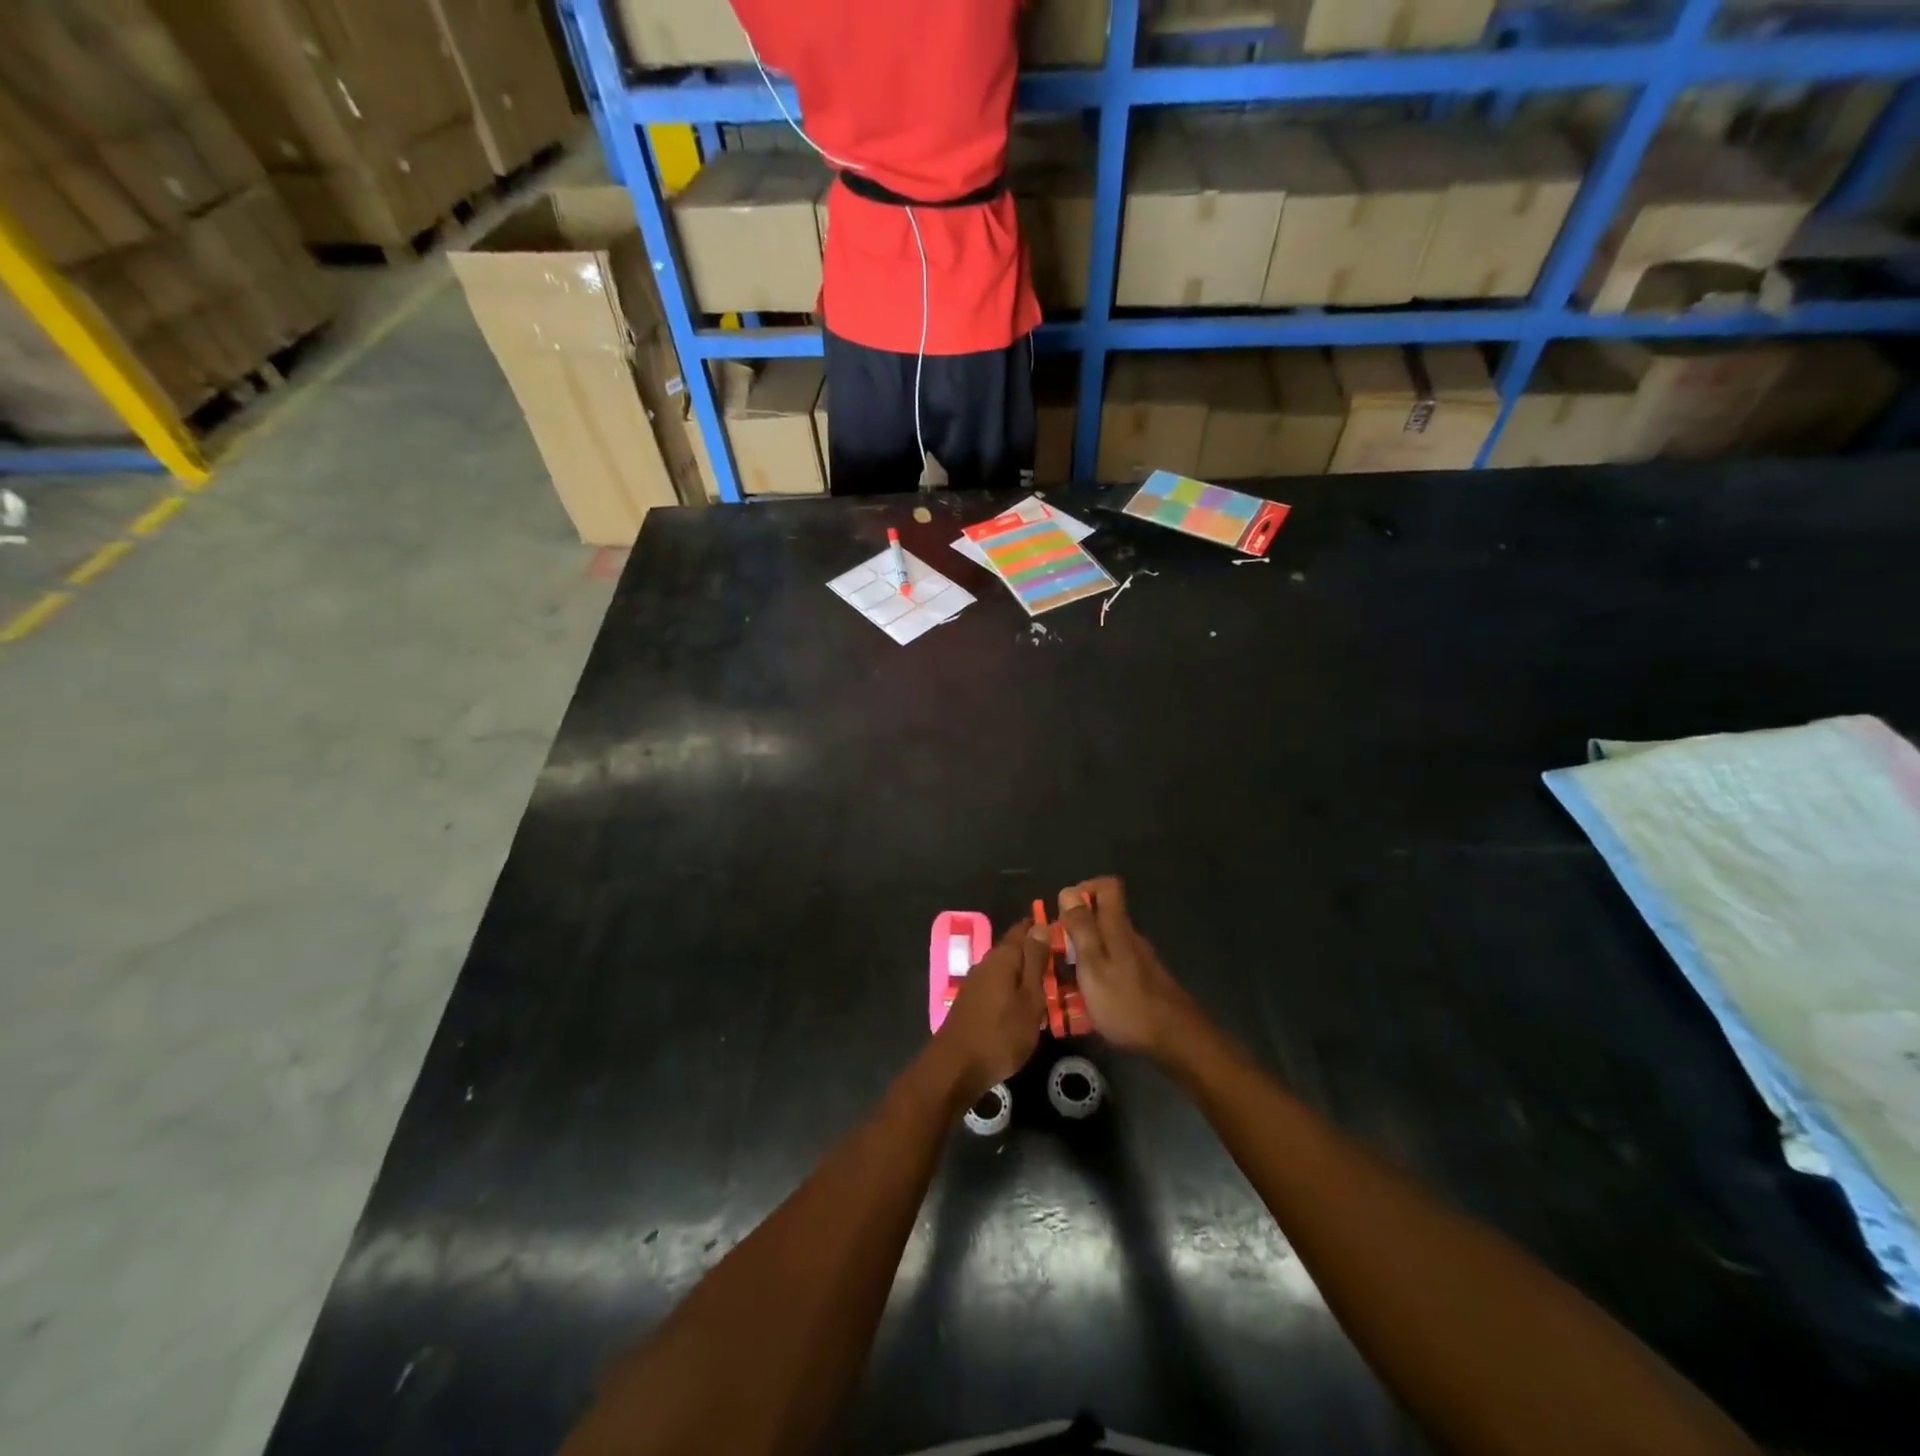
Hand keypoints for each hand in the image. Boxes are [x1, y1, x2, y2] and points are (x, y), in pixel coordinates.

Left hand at [933, 918, 1047, 1100]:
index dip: (1042, 928)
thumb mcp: (1029, 999)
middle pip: (1014, 950)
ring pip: (1006, 969)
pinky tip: (1024, 1006)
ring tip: (1049, 987)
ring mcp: (975, 983)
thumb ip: (1035, 962)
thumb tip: (1041, 926)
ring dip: (1025, 974)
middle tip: (1063, 965)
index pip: (1023, 929)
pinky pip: (998, 986)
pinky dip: (1013, 990)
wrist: (956, 1068)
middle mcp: (986, 963)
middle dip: (1036, 954)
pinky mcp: (971, 1001)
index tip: (1064, 934)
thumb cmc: (1001, 1034)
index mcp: (1002, 957)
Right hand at [1057, 878, 1194, 1056]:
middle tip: (1057, 953)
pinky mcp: (1143, 979)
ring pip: (1106, 942)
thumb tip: (1069, 891)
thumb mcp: (1093, 965)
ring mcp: (1139, 959)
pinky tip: (1088, 999)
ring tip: (1065, 980)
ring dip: (1084, 953)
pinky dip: (1097, 973)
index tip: (1064, 912)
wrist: (1175, 1040)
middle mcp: (1130, 936)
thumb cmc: (1126, 1002)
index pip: (1107, 886)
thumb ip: (1082, 928)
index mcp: (1118, 927)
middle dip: (1076, 927)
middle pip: (1103, 915)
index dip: (1084, 889)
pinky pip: (1114, 964)